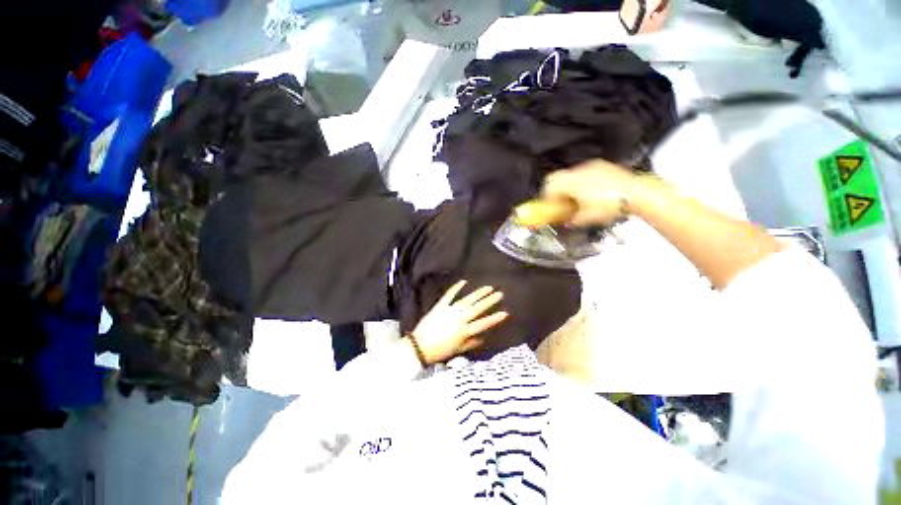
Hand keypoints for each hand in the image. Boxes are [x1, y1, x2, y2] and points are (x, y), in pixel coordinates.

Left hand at [409, 280, 508, 364]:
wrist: (420, 347)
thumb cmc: (440, 350)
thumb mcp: (458, 350)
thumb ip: (472, 342)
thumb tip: (484, 337)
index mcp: (464, 331)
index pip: (483, 324)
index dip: (494, 318)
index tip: (505, 313)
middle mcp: (459, 319)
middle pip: (477, 308)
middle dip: (489, 301)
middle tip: (499, 294)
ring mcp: (450, 311)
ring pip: (467, 300)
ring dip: (478, 293)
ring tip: (488, 287)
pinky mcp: (440, 306)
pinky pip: (449, 295)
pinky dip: (456, 288)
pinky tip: (463, 281)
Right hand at [542, 159, 650, 226]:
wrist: (637, 194)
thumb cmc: (611, 205)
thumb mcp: (587, 218)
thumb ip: (572, 220)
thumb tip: (568, 222)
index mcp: (572, 182)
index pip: (549, 186)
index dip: (547, 197)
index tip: (550, 206)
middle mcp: (579, 171)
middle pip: (557, 178)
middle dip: (556, 191)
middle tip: (560, 203)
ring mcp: (592, 167)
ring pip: (570, 175)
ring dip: (569, 187)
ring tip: (577, 199)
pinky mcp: (602, 166)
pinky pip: (584, 173)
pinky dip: (581, 183)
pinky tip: (590, 193)